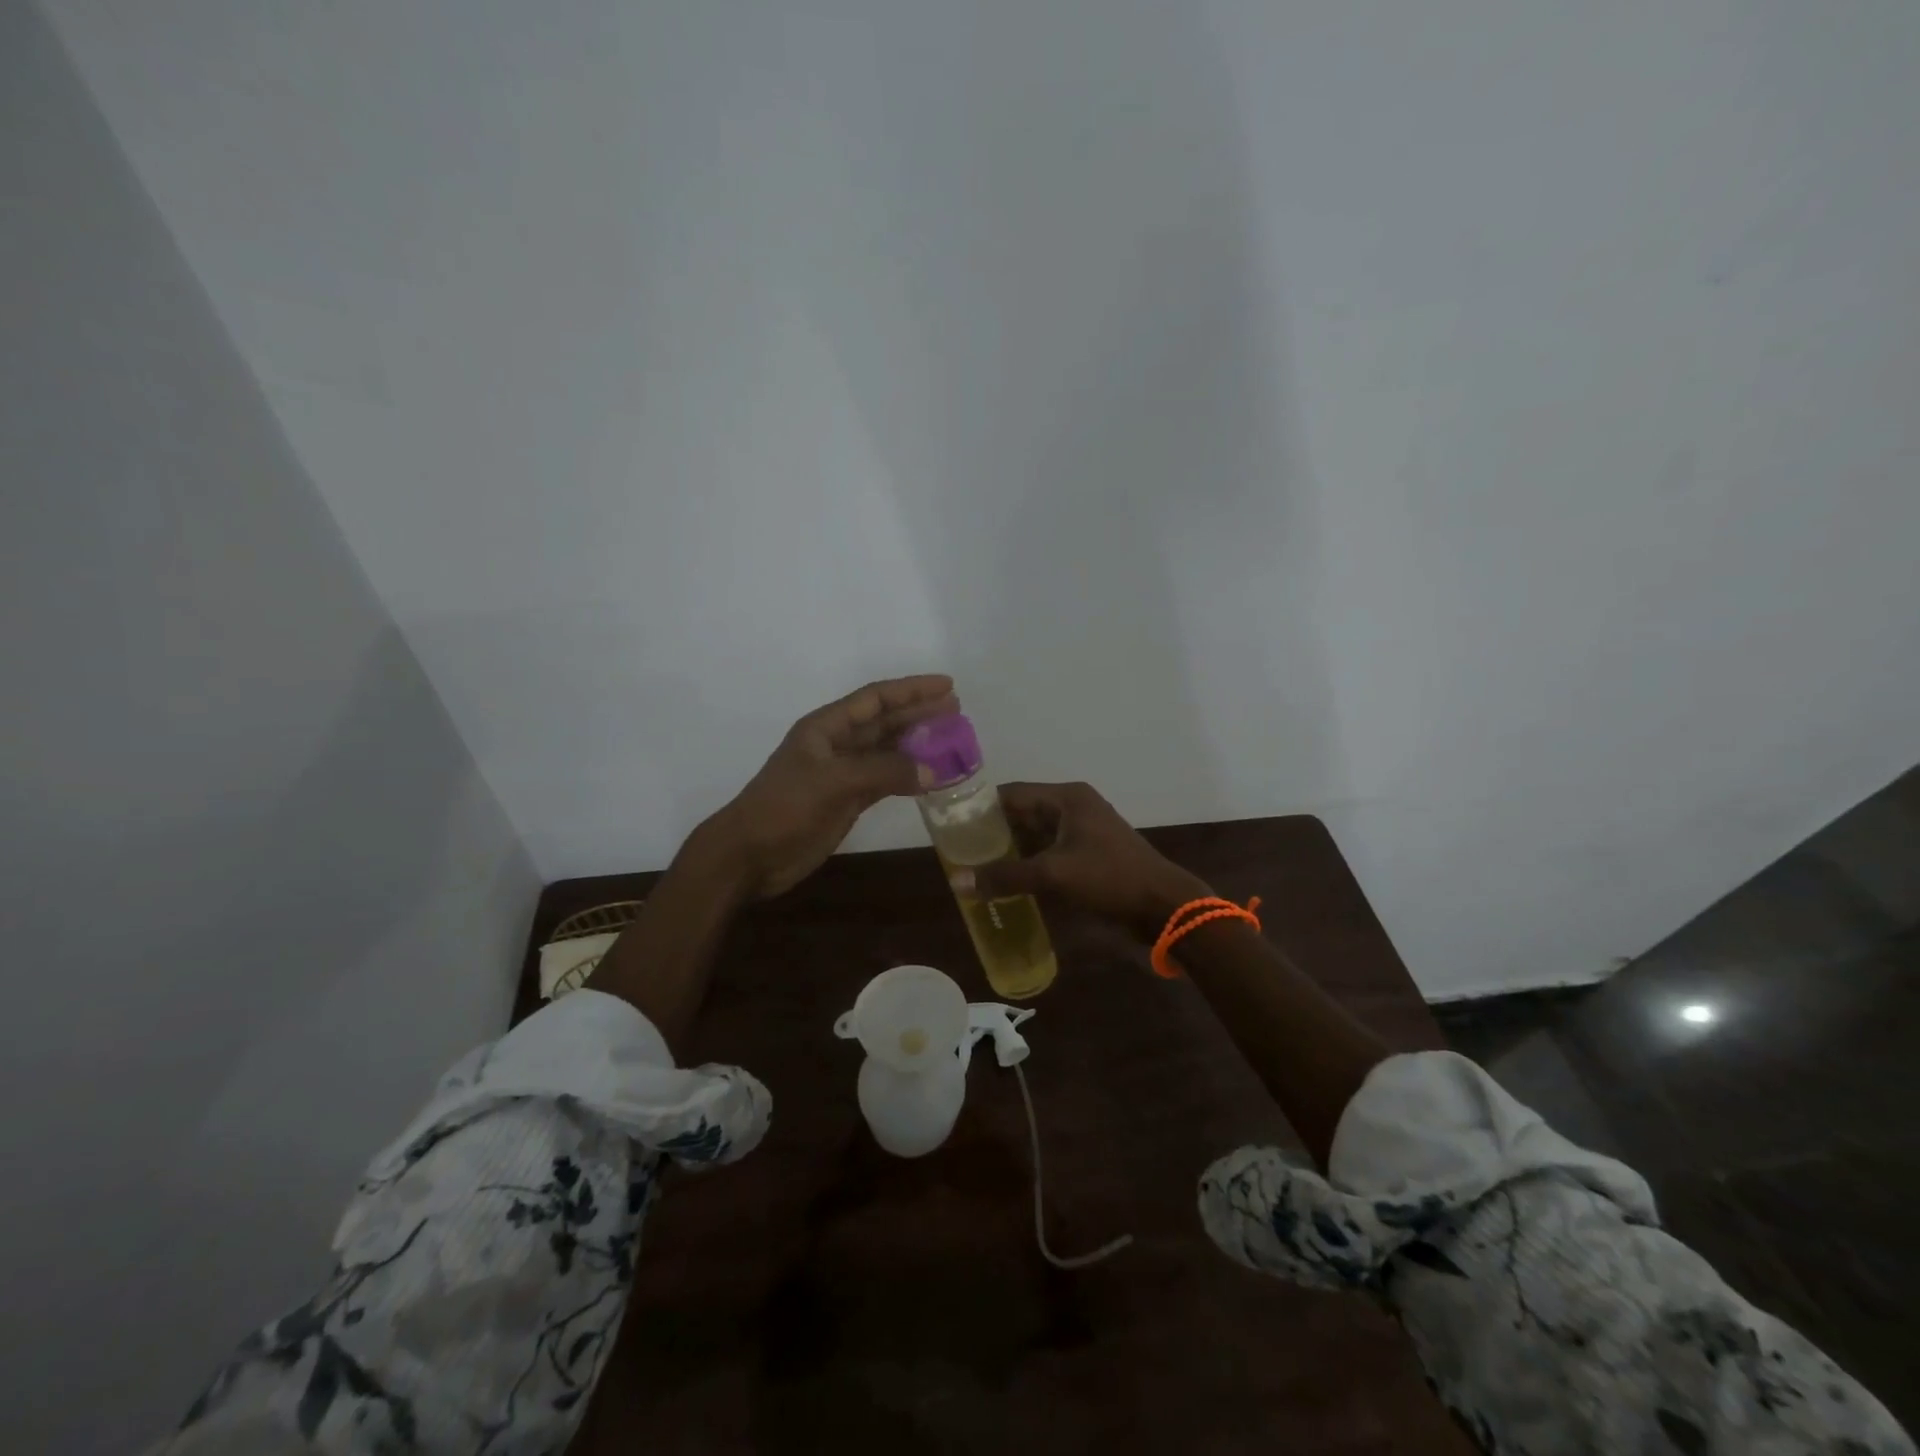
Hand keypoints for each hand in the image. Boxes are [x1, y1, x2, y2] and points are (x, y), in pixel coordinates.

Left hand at [698, 675, 957, 898]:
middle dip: (919, 714)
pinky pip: (885, 781)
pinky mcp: (847, 801)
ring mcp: (842, 774)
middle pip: (885, 722)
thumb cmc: (784, 809)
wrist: (750, 856)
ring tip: (952, 741)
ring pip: (888, 752)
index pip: (875, 699)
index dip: (911, 690)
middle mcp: (837, 745)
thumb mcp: (832, 782)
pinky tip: (931, 778)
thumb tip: (932, 771)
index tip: (947, 685)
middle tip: (957, 710)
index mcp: (826, 728)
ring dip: (918, 745)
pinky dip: (908, 777)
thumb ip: (883, 772)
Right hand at [962, 781, 1211, 940]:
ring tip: (974, 866)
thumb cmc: (1110, 879)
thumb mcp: (1054, 875)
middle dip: (992, 831)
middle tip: (958, 850)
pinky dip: (1027, 863)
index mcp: (1066, 798)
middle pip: (1022, 813)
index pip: (1012, 793)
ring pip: (1034, 834)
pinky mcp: (1087, 855)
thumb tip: (959, 882)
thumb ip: (1006, 876)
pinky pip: (1047, 852)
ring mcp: (1082, 831)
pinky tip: (1005, 880)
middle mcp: (1073, 807)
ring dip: (1009, 849)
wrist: (1164, 907)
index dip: (981, 807)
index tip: (951, 825)